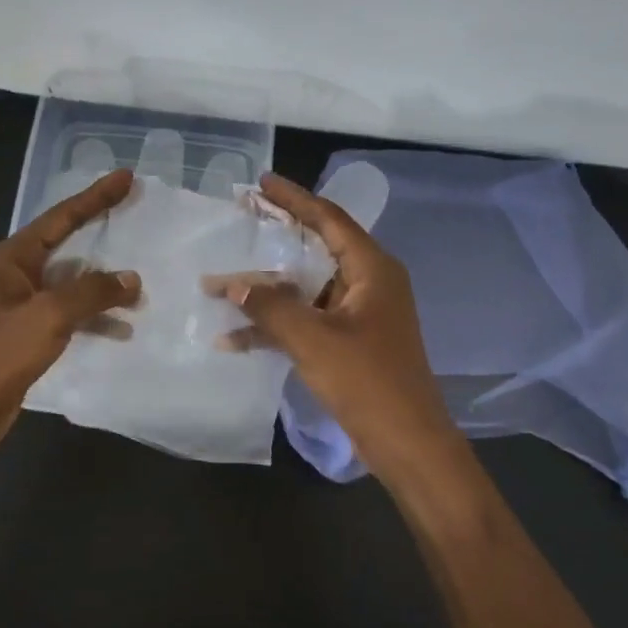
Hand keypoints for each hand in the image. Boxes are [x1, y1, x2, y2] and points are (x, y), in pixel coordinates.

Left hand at [0, 168, 141, 454]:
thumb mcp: (49, 316)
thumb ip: (92, 292)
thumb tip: (131, 278)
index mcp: (13, 257)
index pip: (62, 217)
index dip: (96, 197)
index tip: (126, 178)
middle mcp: (16, 274)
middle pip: (68, 244)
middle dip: (102, 233)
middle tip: (138, 216)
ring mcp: (22, 305)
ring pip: (72, 283)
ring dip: (103, 286)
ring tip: (140, 290)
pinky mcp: (29, 334)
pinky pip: (69, 314)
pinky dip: (94, 318)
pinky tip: (121, 329)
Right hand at [212, 172, 459, 484]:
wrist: (408, 444)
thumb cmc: (368, 381)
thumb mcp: (314, 339)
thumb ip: (271, 307)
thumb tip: (232, 284)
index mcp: (371, 269)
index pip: (328, 218)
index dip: (294, 198)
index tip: (261, 183)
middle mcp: (367, 283)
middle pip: (315, 248)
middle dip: (275, 238)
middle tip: (240, 219)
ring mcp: (358, 314)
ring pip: (305, 287)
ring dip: (265, 290)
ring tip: (220, 281)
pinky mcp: (349, 342)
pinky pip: (306, 320)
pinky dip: (275, 325)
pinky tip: (233, 337)